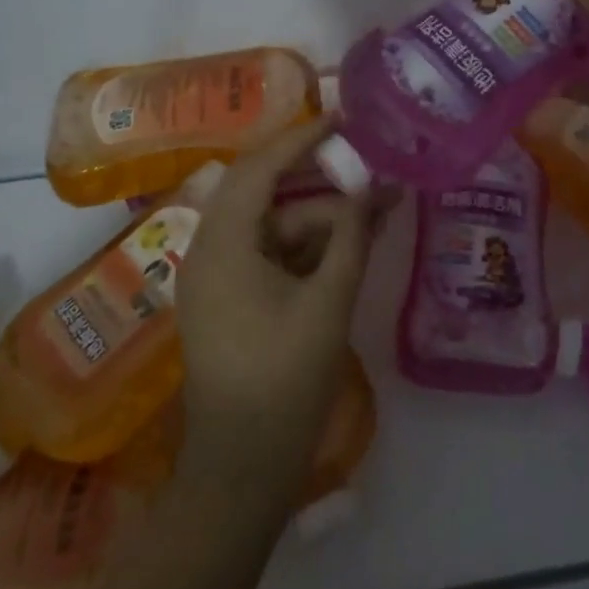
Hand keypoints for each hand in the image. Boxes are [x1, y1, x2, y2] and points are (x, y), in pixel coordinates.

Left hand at [174, 117, 388, 503]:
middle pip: (267, 192)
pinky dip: (310, 246)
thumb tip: (376, 187)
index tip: (342, 117)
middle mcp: (211, 250)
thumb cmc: (283, 382)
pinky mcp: (232, 299)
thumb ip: (352, 237)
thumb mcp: (327, 303)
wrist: (242, 471)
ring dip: (322, 217)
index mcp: (222, 245)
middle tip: (366, 160)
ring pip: (275, 226)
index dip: (301, 138)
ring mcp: (220, 277)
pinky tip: (352, 242)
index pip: (259, 168)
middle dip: (320, 178)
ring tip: (377, 208)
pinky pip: (273, 255)